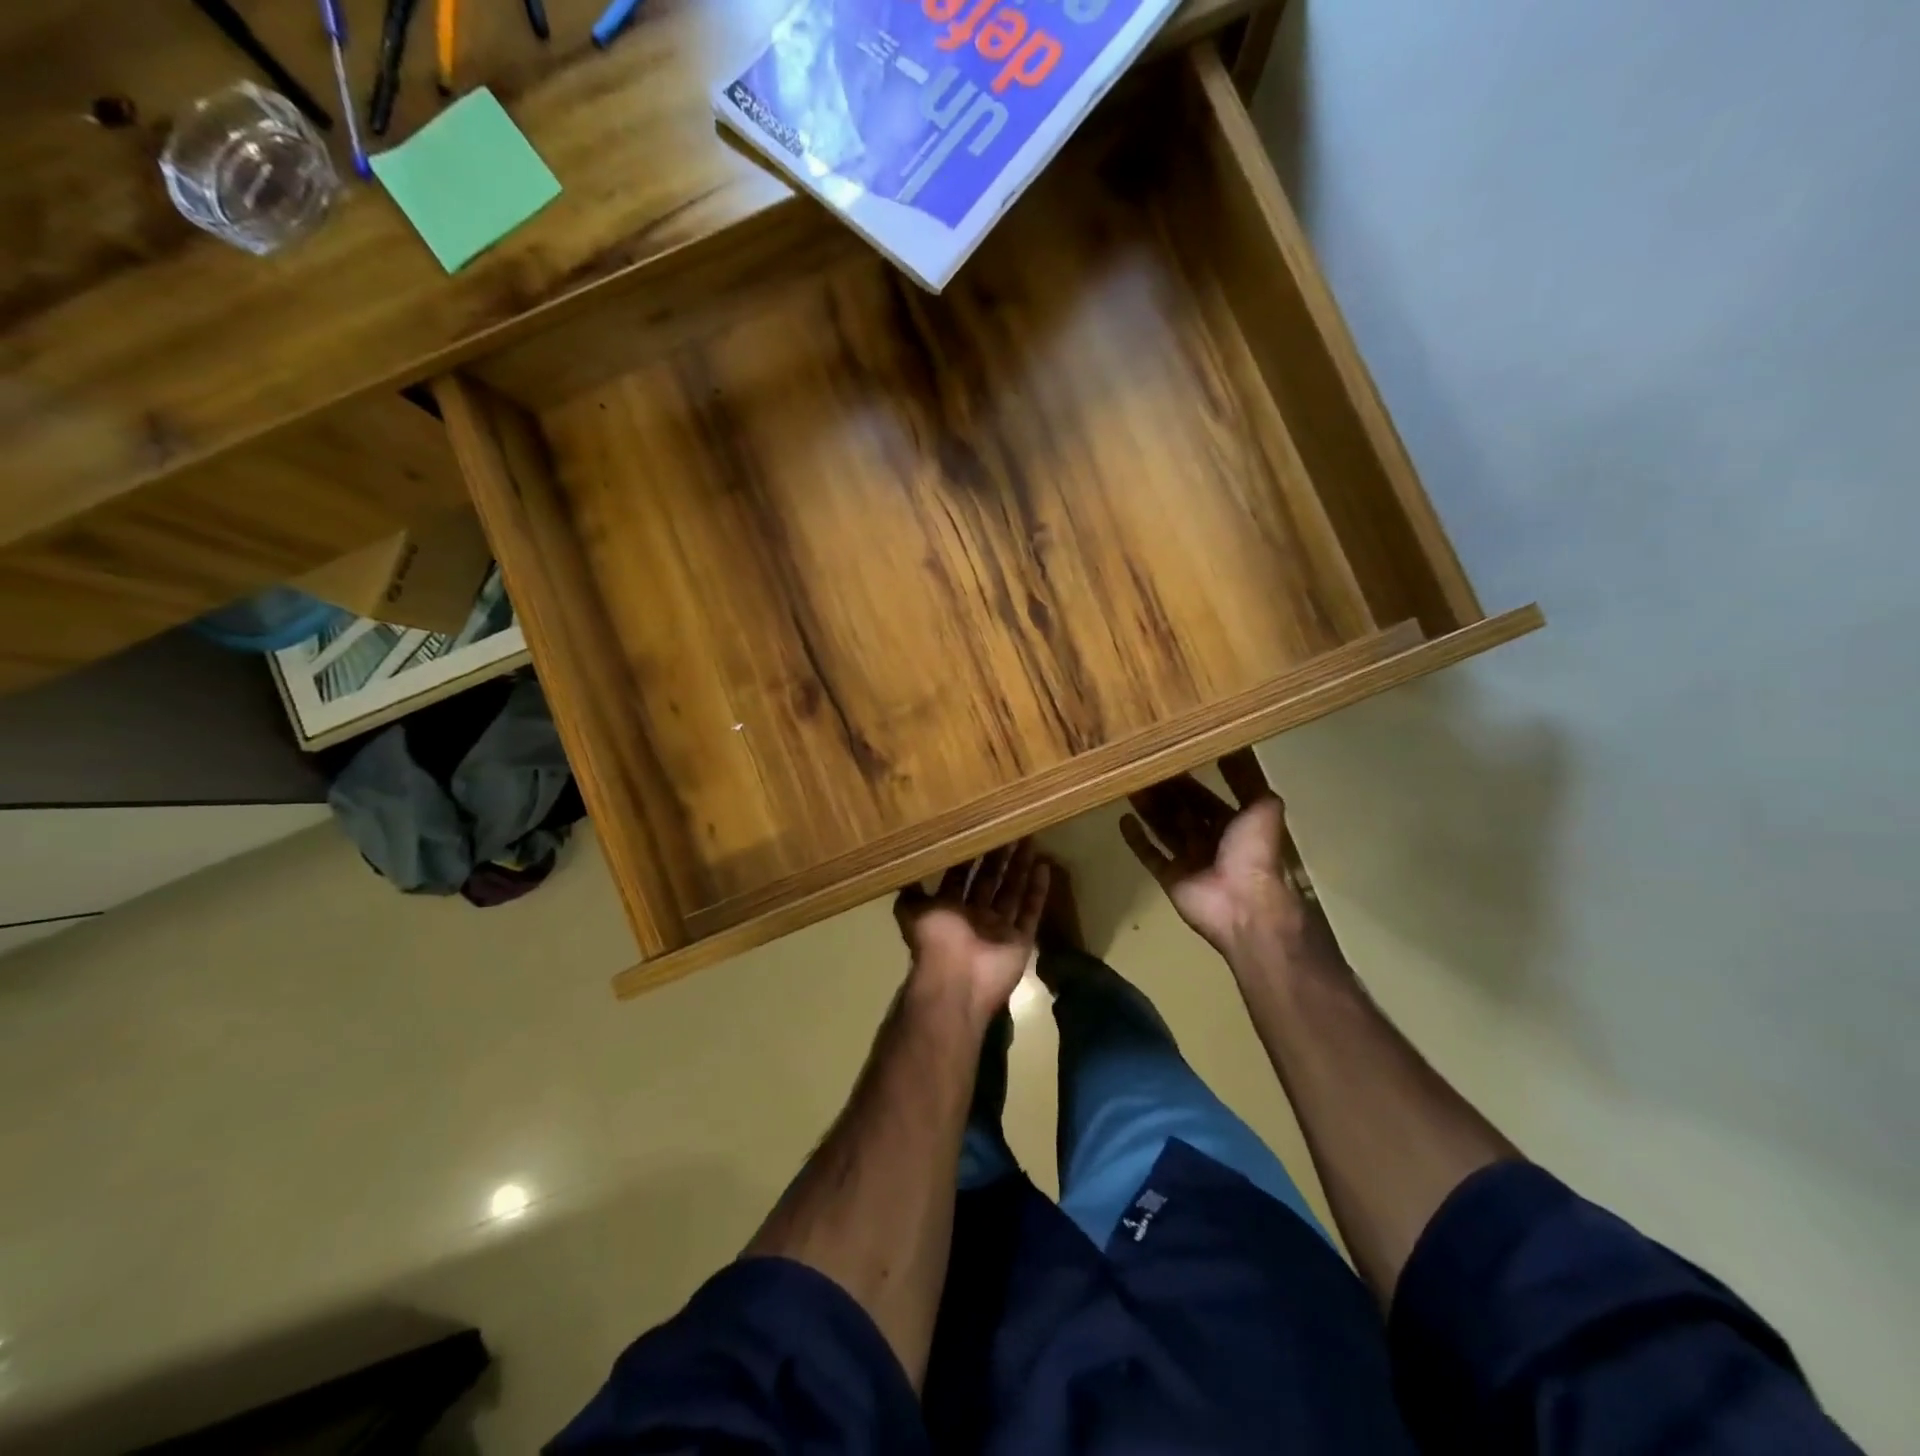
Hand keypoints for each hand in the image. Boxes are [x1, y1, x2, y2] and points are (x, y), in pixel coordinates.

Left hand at [895, 840, 1049, 1021]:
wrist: (957, 981)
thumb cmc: (935, 941)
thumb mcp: (913, 911)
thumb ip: (912, 892)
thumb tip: (905, 868)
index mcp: (949, 909)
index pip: (960, 876)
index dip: (969, 856)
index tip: (979, 831)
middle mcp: (974, 916)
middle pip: (989, 881)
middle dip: (998, 857)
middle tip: (1010, 830)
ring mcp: (999, 928)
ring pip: (1012, 892)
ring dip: (1020, 868)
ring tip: (1029, 840)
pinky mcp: (1020, 939)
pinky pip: (1031, 911)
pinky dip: (1037, 891)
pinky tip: (1044, 866)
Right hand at [1120, 750, 1338, 967]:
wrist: (1245, 904)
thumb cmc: (1255, 853)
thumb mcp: (1263, 807)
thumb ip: (1247, 781)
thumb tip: (1234, 749)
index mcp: (1233, 825)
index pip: (1204, 797)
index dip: (1187, 780)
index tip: (1165, 759)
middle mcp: (1210, 841)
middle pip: (1180, 811)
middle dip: (1162, 793)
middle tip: (1139, 769)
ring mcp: (1189, 860)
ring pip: (1163, 829)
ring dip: (1148, 809)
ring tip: (1127, 786)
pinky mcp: (1170, 878)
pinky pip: (1150, 855)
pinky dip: (1137, 839)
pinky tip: (1123, 819)